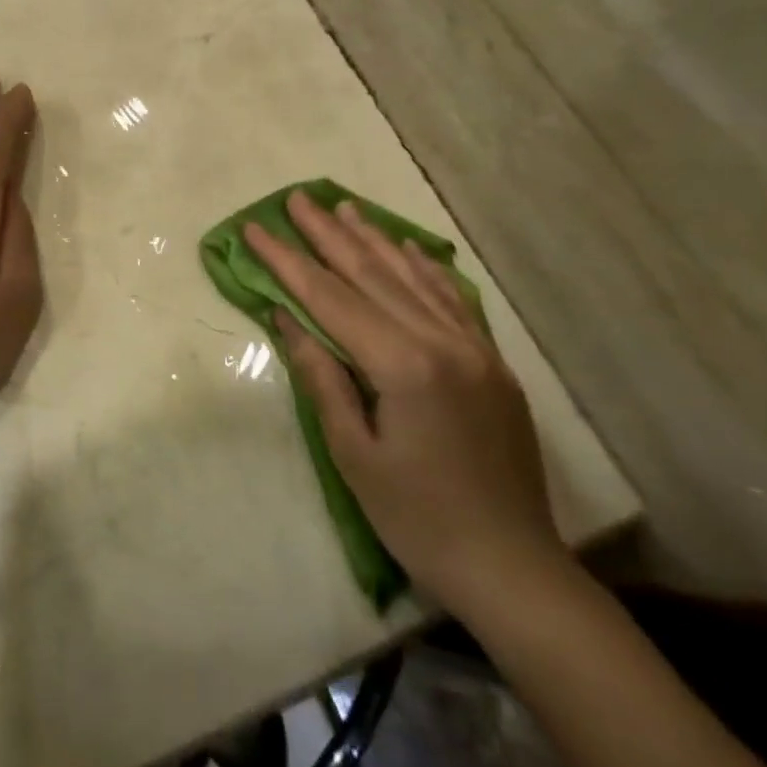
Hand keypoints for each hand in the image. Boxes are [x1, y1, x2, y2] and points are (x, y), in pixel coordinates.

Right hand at [245, 191, 567, 618]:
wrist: (511, 568)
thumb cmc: (416, 517)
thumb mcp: (353, 452)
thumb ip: (321, 376)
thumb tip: (286, 317)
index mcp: (404, 366)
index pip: (330, 298)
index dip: (287, 261)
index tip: (255, 229)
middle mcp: (443, 343)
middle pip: (372, 275)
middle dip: (327, 235)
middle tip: (295, 198)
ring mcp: (474, 349)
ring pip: (413, 278)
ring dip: (374, 240)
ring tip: (343, 207)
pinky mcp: (492, 363)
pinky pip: (455, 300)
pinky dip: (426, 268)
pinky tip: (409, 247)